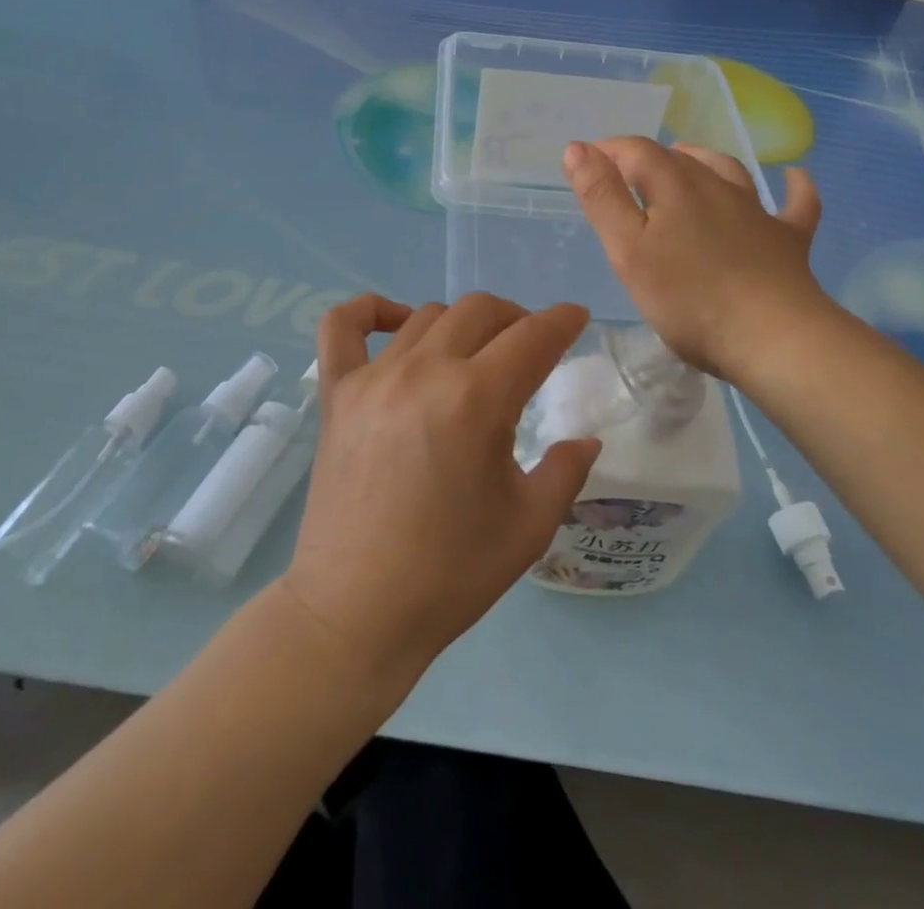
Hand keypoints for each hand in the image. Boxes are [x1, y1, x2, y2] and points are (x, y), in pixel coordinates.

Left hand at [281, 293, 598, 687]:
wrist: (356, 612)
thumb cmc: (451, 573)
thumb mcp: (530, 526)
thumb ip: (566, 471)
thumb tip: (586, 440)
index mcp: (477, 400)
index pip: (533, 337)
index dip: (562, 321)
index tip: (576, 317)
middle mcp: (425, 371)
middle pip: (480, 311)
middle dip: (516, 318)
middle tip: (529, 347)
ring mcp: (374, 378)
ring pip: (427, 315)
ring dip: (462, 324)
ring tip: (474, 354)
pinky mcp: (337, 394)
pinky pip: (341, 326)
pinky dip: (369, 311)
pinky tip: (394, 323)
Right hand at [564, 137, 828, 380]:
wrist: (772, 337)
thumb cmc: (688, 298)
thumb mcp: (628, 250)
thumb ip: (602, 197)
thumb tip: (578, 147)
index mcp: (674, 187)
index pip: (636, 151)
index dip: (609, 151)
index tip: (587, 161)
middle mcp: (716, 187)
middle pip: (678, 160)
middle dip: (647, 158)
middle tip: (624, 175)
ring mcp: (757, 212)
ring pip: (728, 171)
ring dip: (704, 159)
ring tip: (687, 158)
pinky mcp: (788, 240)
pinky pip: (796, 205)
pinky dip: (794, 187)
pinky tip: (795, 176)